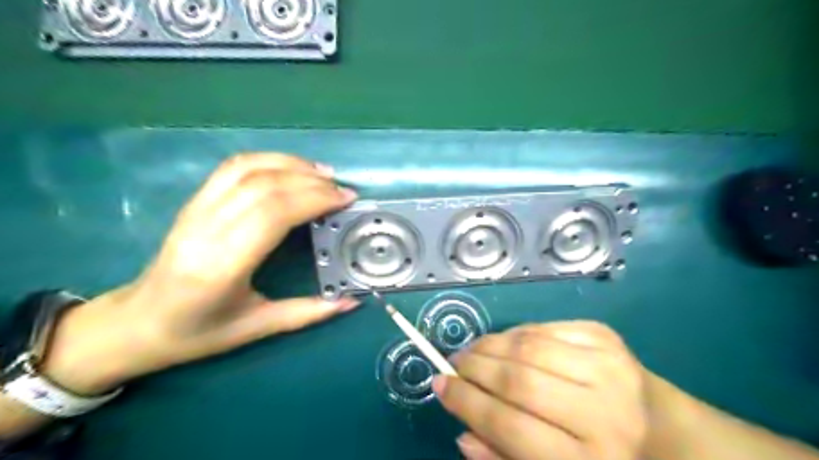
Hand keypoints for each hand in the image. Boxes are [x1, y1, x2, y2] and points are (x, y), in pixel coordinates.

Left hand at [42, 153, 358, 393]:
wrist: (137, 323)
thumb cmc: (198, 332)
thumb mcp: (257, 328)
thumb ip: (308, 313)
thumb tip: (352, 302)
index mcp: (222, 266)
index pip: (273, 214)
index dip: (314, 199)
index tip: (345, 200)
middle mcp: (205, 230)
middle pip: (264, 186)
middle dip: (311, 182)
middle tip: (342, 190)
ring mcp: (195, 210)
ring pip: (247, 169)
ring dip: (291, 164)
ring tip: (323, 174)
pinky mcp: (193, 201)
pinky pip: (232, 168)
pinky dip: (267, 160)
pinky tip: (291, 168)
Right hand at [434, 321, 645, 457]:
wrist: (664, 430)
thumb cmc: (601, 458)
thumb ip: (504, 458)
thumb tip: (462, 431)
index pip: (509, 426)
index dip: (465, 402)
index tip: (439, 384)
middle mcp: (603, 413)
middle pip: (517, 380)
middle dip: (474, 369)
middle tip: (453, 364)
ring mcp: (608, 367)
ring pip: (527, 347)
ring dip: (489, 345)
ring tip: (472, 351)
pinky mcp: (605, 337)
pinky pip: (544, 328)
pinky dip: (515, 333)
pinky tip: (504, 343)